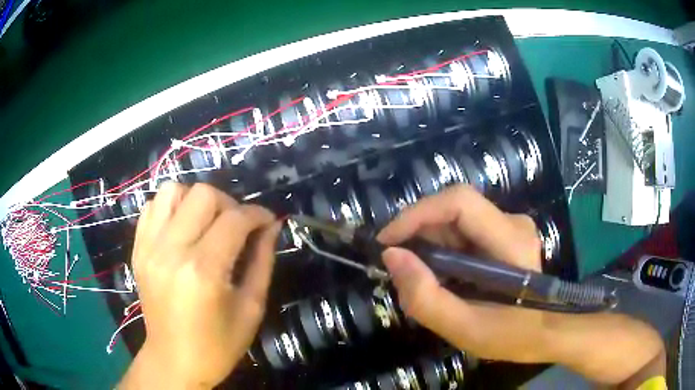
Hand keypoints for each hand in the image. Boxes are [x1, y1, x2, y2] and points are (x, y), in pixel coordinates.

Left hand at [119, 183, 279, 388]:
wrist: (174, 360)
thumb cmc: (218, 344)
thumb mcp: (251, 308)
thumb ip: (263, 260)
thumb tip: (272, 225)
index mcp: (204, 271)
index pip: (235, 219)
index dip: (257, 214)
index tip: (267, 220)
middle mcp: (171, 251)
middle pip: (203, 194)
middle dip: (228, 204)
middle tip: (236, 226)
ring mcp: (149, 247)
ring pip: (172, 190)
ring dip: (196, 200)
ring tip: (206, 223)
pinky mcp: (138, 249)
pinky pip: (152, 206)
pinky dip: (171, 207)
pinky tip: (182, 227)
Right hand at [378, 185, 663, 385]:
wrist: (550, 331)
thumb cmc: (514, 335)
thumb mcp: (465, 329)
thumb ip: (426, 297)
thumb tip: (392, 257)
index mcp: (510, 241)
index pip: (458, 202)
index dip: (417, 214)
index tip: (387, 241)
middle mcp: (512, 222)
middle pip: (453, 210)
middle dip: (419, 235)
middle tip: (400, 269)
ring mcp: (510, 226)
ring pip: (456, 222)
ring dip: (429, 246)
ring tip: (420, 280)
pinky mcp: (505, 235)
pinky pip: (464, 232)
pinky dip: (443, 251)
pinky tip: (440, 277)